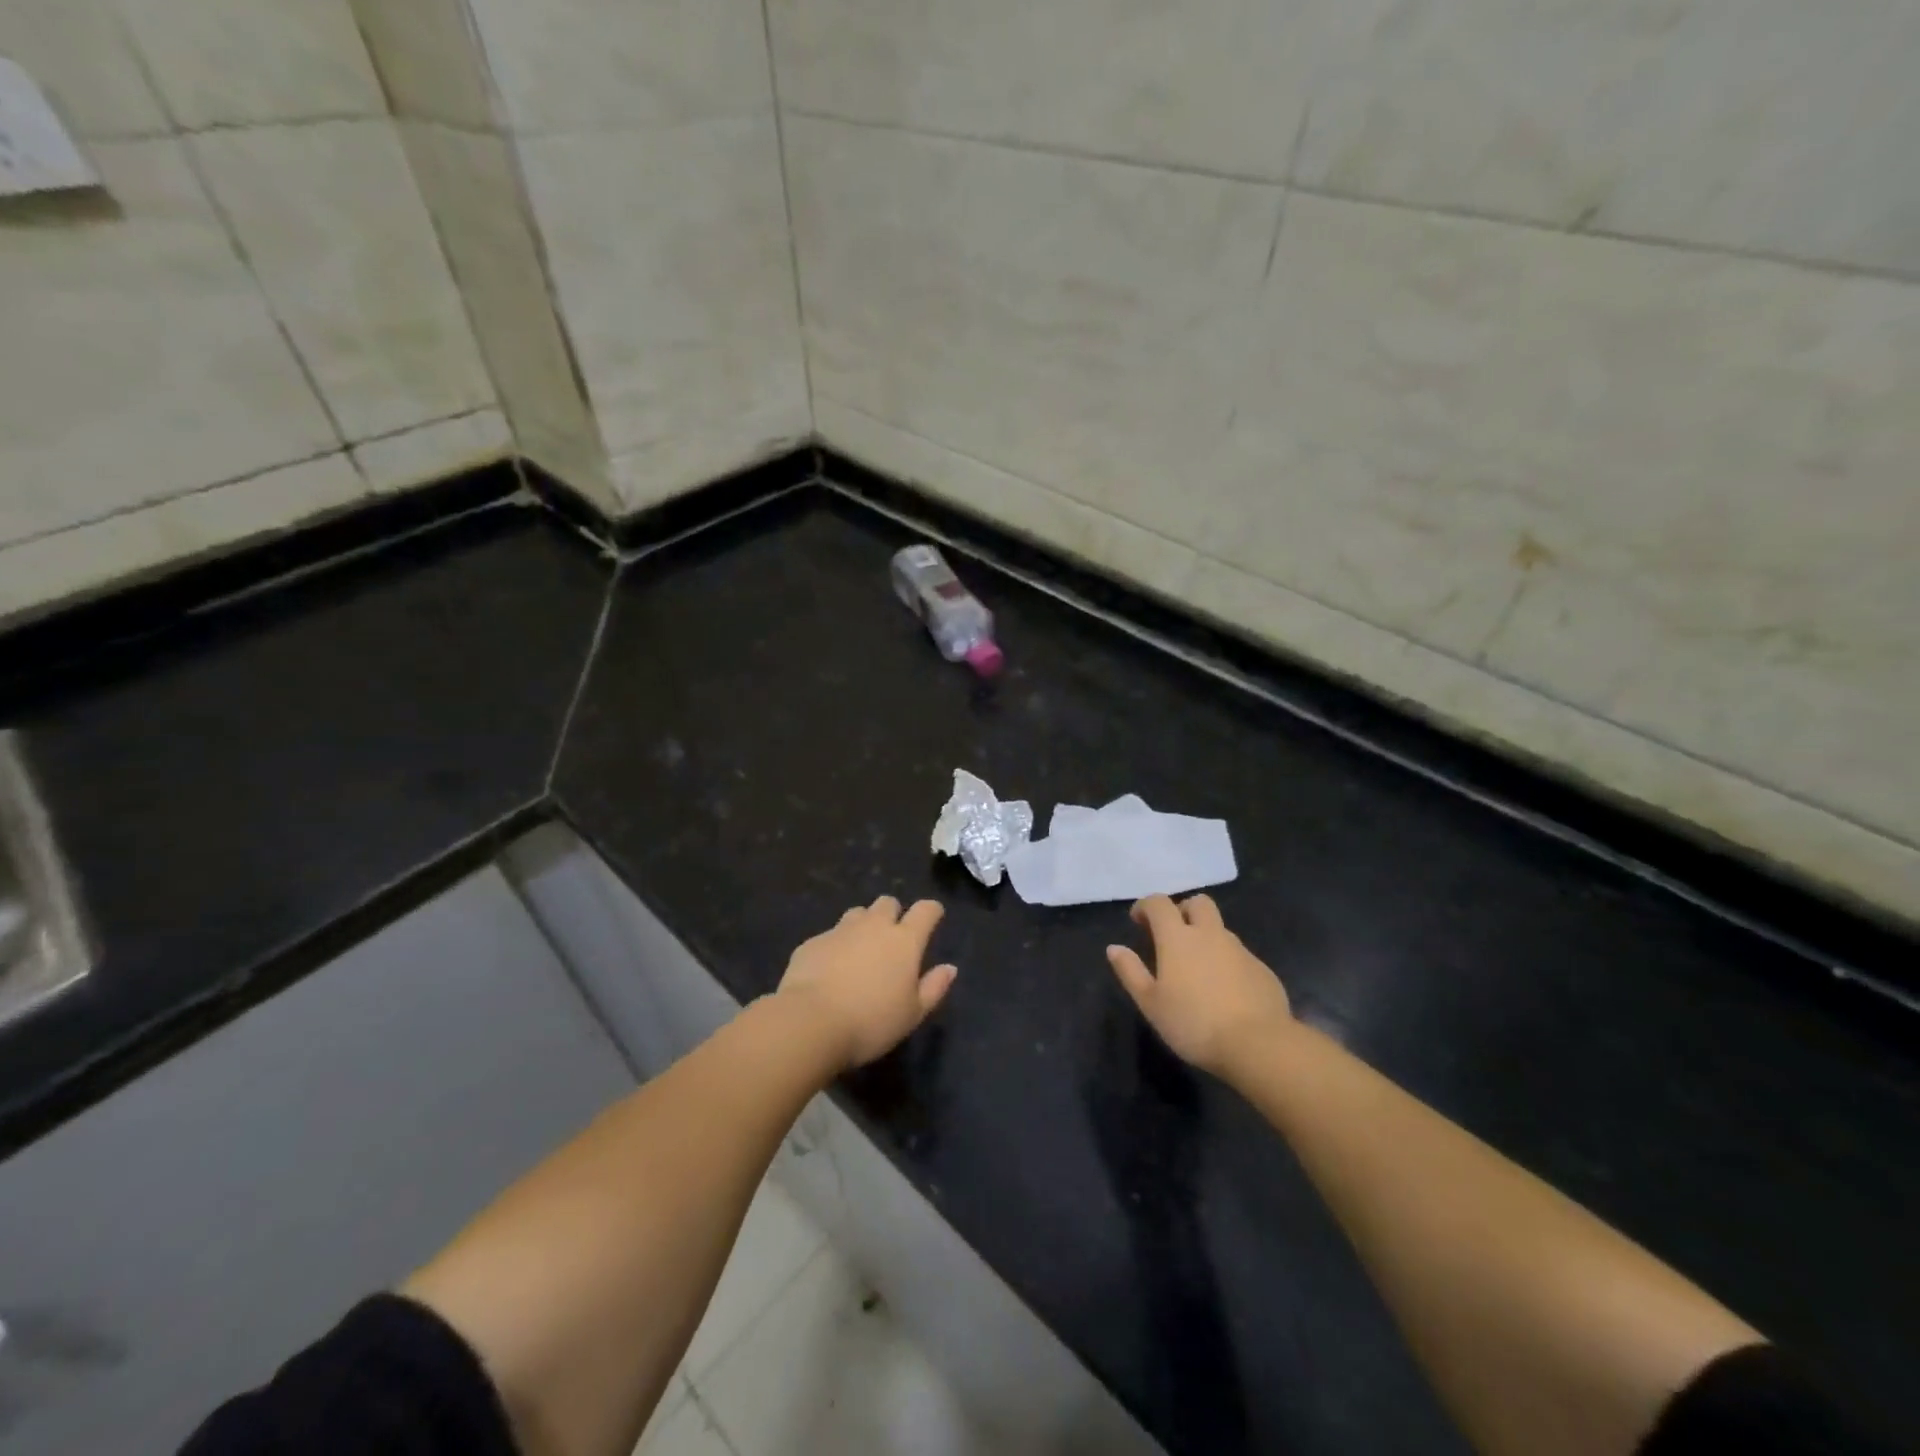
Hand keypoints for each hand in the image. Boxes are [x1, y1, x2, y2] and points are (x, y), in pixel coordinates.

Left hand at [777, 896, 957, 1070]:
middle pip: (887, 903)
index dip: (932, 911)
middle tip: (892, 939)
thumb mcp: (913, 1014)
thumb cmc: (871, 1022)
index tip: (933, 917)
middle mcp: (873, 926)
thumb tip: (950, 968)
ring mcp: (840, 931)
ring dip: (863, 925)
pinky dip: (835, 946)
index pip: (925, 910)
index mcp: (904, 941)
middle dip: (893, 914)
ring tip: (861, 951)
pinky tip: (830, 970)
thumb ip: (934, 988)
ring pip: (857, 913)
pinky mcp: (812, 942)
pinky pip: (830, 935)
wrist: (810, 1022)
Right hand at [1106, 894, 1292, 1076]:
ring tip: (1198, 969)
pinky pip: (1239, 955)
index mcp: (1178, 938)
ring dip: (1206, 937)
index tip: (1138, 921)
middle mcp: (1210, 935)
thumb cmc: (1194, 1023)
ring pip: (1220, 929)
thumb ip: (1130, 972)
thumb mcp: (1151, 1003)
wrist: (1258, 1045)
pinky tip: (1225, 991)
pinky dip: (1227, 962)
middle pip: (1198, 903)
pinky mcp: (1262, 970)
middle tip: (1173, 935)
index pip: (1159, 903)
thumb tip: (1114, 948)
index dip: (1146, 906)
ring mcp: (1240, 950)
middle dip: (1183, 910)